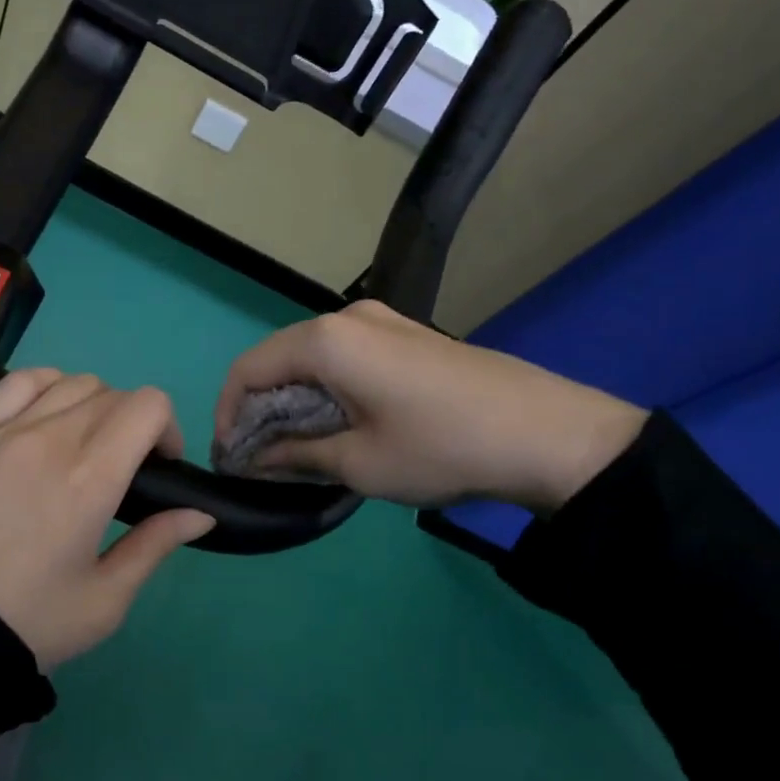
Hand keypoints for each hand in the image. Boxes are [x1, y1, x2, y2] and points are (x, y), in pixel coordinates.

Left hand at [0, 370, 213, 668]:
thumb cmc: (25, 621)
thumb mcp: (104, 600)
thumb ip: (155, 546)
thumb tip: (199, 513)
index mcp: (90, 478)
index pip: (147, 405)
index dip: (167, 428)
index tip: (161, 467)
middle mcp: (51, 438)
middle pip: (113, 393)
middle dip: (134, 423)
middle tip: (124, 470)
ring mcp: (6, 430)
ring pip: (70, 381)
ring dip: (94, 404)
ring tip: (85, 445)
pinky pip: (19, 382)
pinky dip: (46, 385)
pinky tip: (46, 415)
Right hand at [215, 300, 646, 513]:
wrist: (551, 435)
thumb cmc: (441, 448)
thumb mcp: (359, 463)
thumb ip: (294, 455)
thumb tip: (255, 458)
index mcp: (326, 341)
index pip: (248, 369)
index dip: (228, 414)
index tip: (231, 458)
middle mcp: (347, 317)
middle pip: (277, 358)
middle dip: (259, 407)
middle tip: (260, 457)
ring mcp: (382, 320)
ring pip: (311, 357)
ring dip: (293, 399)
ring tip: (296, 446)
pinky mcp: (407, 334)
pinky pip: (344, 355)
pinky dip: (325, 388)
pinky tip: (338, 422)